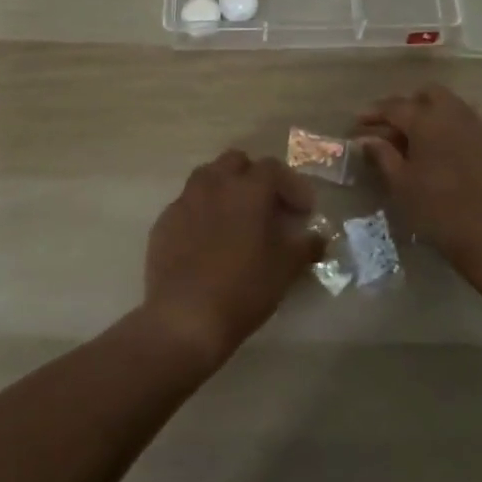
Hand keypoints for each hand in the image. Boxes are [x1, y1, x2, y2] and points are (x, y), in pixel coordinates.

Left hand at [142, 150, 323, 368]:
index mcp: (248, 188)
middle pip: (236, 162)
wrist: (184, 318)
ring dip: (225, 189)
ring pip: (207, 178)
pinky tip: (207, 240)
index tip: (303, 211)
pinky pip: (187, 205)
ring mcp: (185, 201)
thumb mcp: (286, 269)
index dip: (292, 186)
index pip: (274, 169)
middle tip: (267, 206)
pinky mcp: (163, 223)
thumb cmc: (243, 288)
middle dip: (254, 177)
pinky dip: (201, 213)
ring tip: (236, 219)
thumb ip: (306, 246)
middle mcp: (214, 184)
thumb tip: (318, 238)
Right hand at [355, 85, 481, 271]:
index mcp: (427, 120)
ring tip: (416, 142)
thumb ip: (383, 157)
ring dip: (431, 114)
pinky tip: (443, 154)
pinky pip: (466, 123)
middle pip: (428, 94)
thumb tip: (367, 139)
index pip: (394, 107)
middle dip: (407, 105)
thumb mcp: (403, 186)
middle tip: (392, 128)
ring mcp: (478, 127)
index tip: (358, 123)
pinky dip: (449, 129)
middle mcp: (454, 114)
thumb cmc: (440, 212)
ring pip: (450, 105)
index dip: (374, 113)